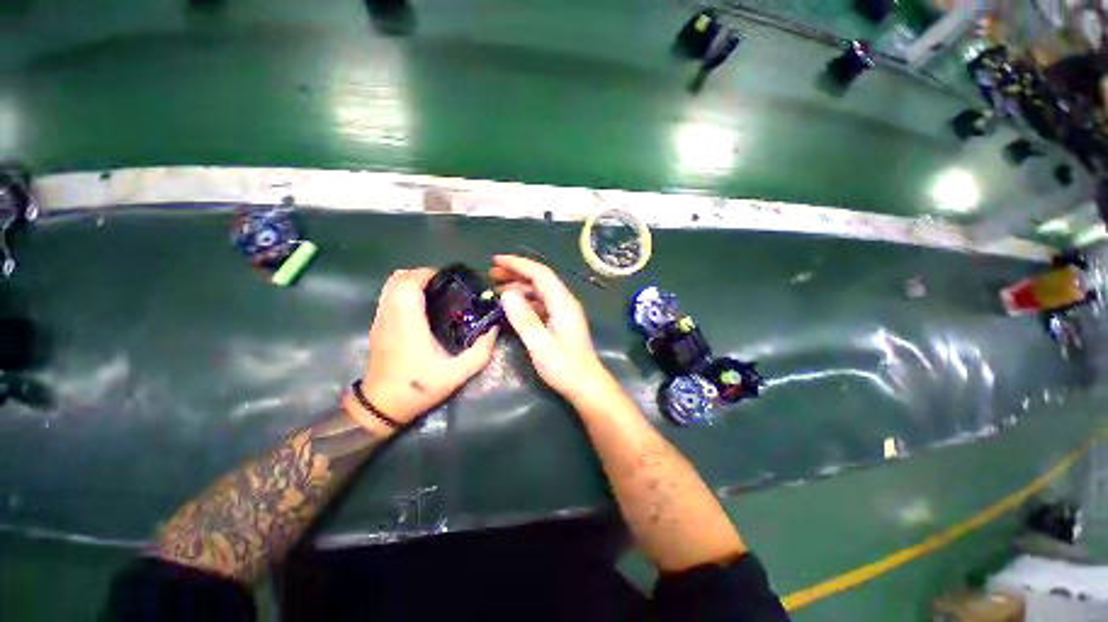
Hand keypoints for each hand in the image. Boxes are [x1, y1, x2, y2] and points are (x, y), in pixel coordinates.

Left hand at [354, 268, 497, 426]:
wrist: (381, 406)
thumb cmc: (419, 388)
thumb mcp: (457, 374)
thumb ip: (480, 352)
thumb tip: (494, 329)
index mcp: (408, 322)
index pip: (410, 282)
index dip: (429, 273)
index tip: (451, 279)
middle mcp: (390, 315)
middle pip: (398, 278)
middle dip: (423, 274)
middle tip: (446, 285)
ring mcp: (380, 319)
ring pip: (390, 285)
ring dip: (412, 281)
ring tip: (435, 292)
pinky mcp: (377, 325)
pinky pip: (388, 296)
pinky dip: (403, 291)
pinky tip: (421, 306)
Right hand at [491, 255, 610, 400]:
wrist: (586, 385)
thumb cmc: (564, 367)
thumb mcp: (540, 345)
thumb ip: (524, 319)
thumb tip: (506, 294)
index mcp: (562, 303)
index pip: (540, 273)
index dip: (518, 264)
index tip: (495, 260)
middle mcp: (565, 302)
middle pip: (540, 279)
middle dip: (516, 273)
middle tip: (491, 274)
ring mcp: (564, 311)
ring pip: (540, 291)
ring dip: (519, 287)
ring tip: (497, 289)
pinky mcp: (561, 321)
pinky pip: (541, 303)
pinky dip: (526, 301)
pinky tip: (513, 307)